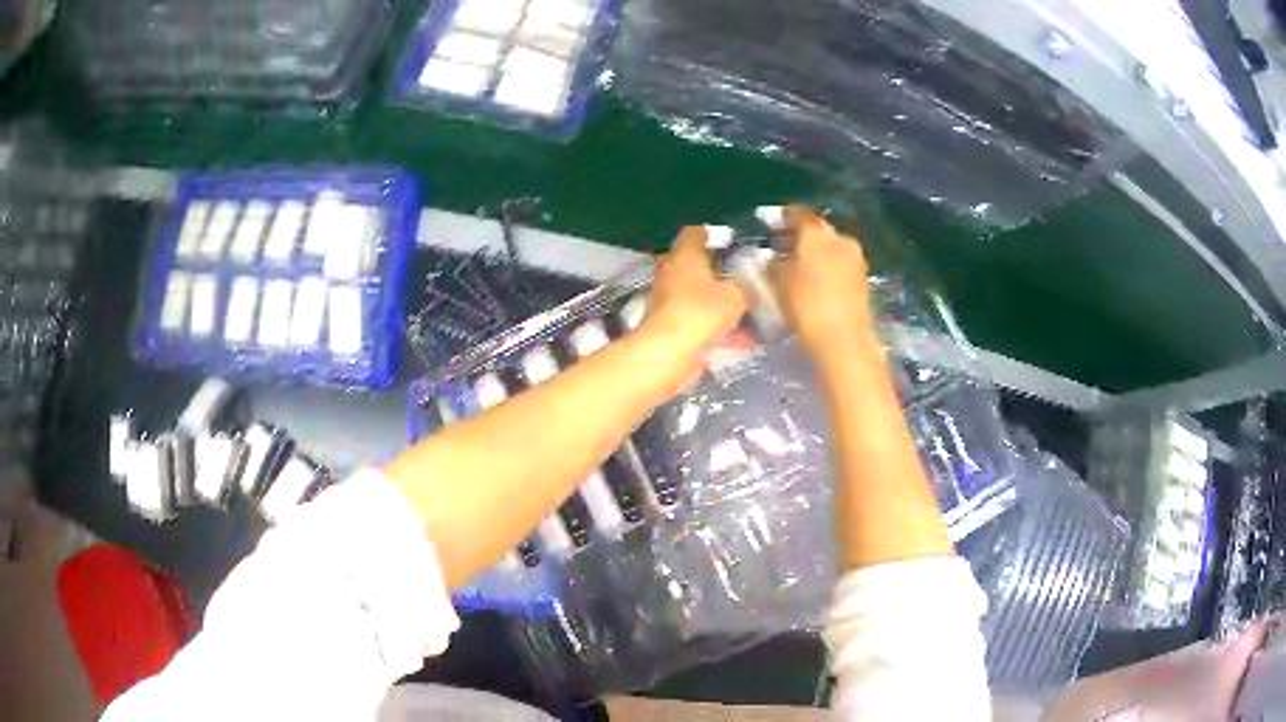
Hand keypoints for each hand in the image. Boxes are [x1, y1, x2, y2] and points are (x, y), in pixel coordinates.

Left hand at [642, 226, 749, 361]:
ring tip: (750, 315)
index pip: (693, 233)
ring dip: (718, 304)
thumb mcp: (736, 295)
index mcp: (684, 256)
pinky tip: (743, 342)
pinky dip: (718, 329)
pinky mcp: (668, 328)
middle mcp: (671, 274)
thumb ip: (746, 285)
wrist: (667, 354)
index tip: (728, 240)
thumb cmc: (700, 313)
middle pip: (691, 265)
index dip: (710, 234)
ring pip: (696, 296)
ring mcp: (666, 302)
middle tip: (738, 277)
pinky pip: (698, 322)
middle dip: (713, 271)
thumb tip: (752, 281)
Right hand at [768, 207, 875, 364]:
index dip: (781, 217)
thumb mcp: (778, 283)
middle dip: (798, 237)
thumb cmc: (806, 306)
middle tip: (778, 247)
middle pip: (817, 232)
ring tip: (794, 268)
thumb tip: (773, 258)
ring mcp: (856, 260)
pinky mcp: (863, 282)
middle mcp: (841, 239)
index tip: (767, 222)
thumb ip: (773, 264)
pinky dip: (825, 270)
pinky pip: (839, 267)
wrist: (844, 342)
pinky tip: (812, 284)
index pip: (798, 215)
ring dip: (813, 255)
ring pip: (829, 249)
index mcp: (818, 233)